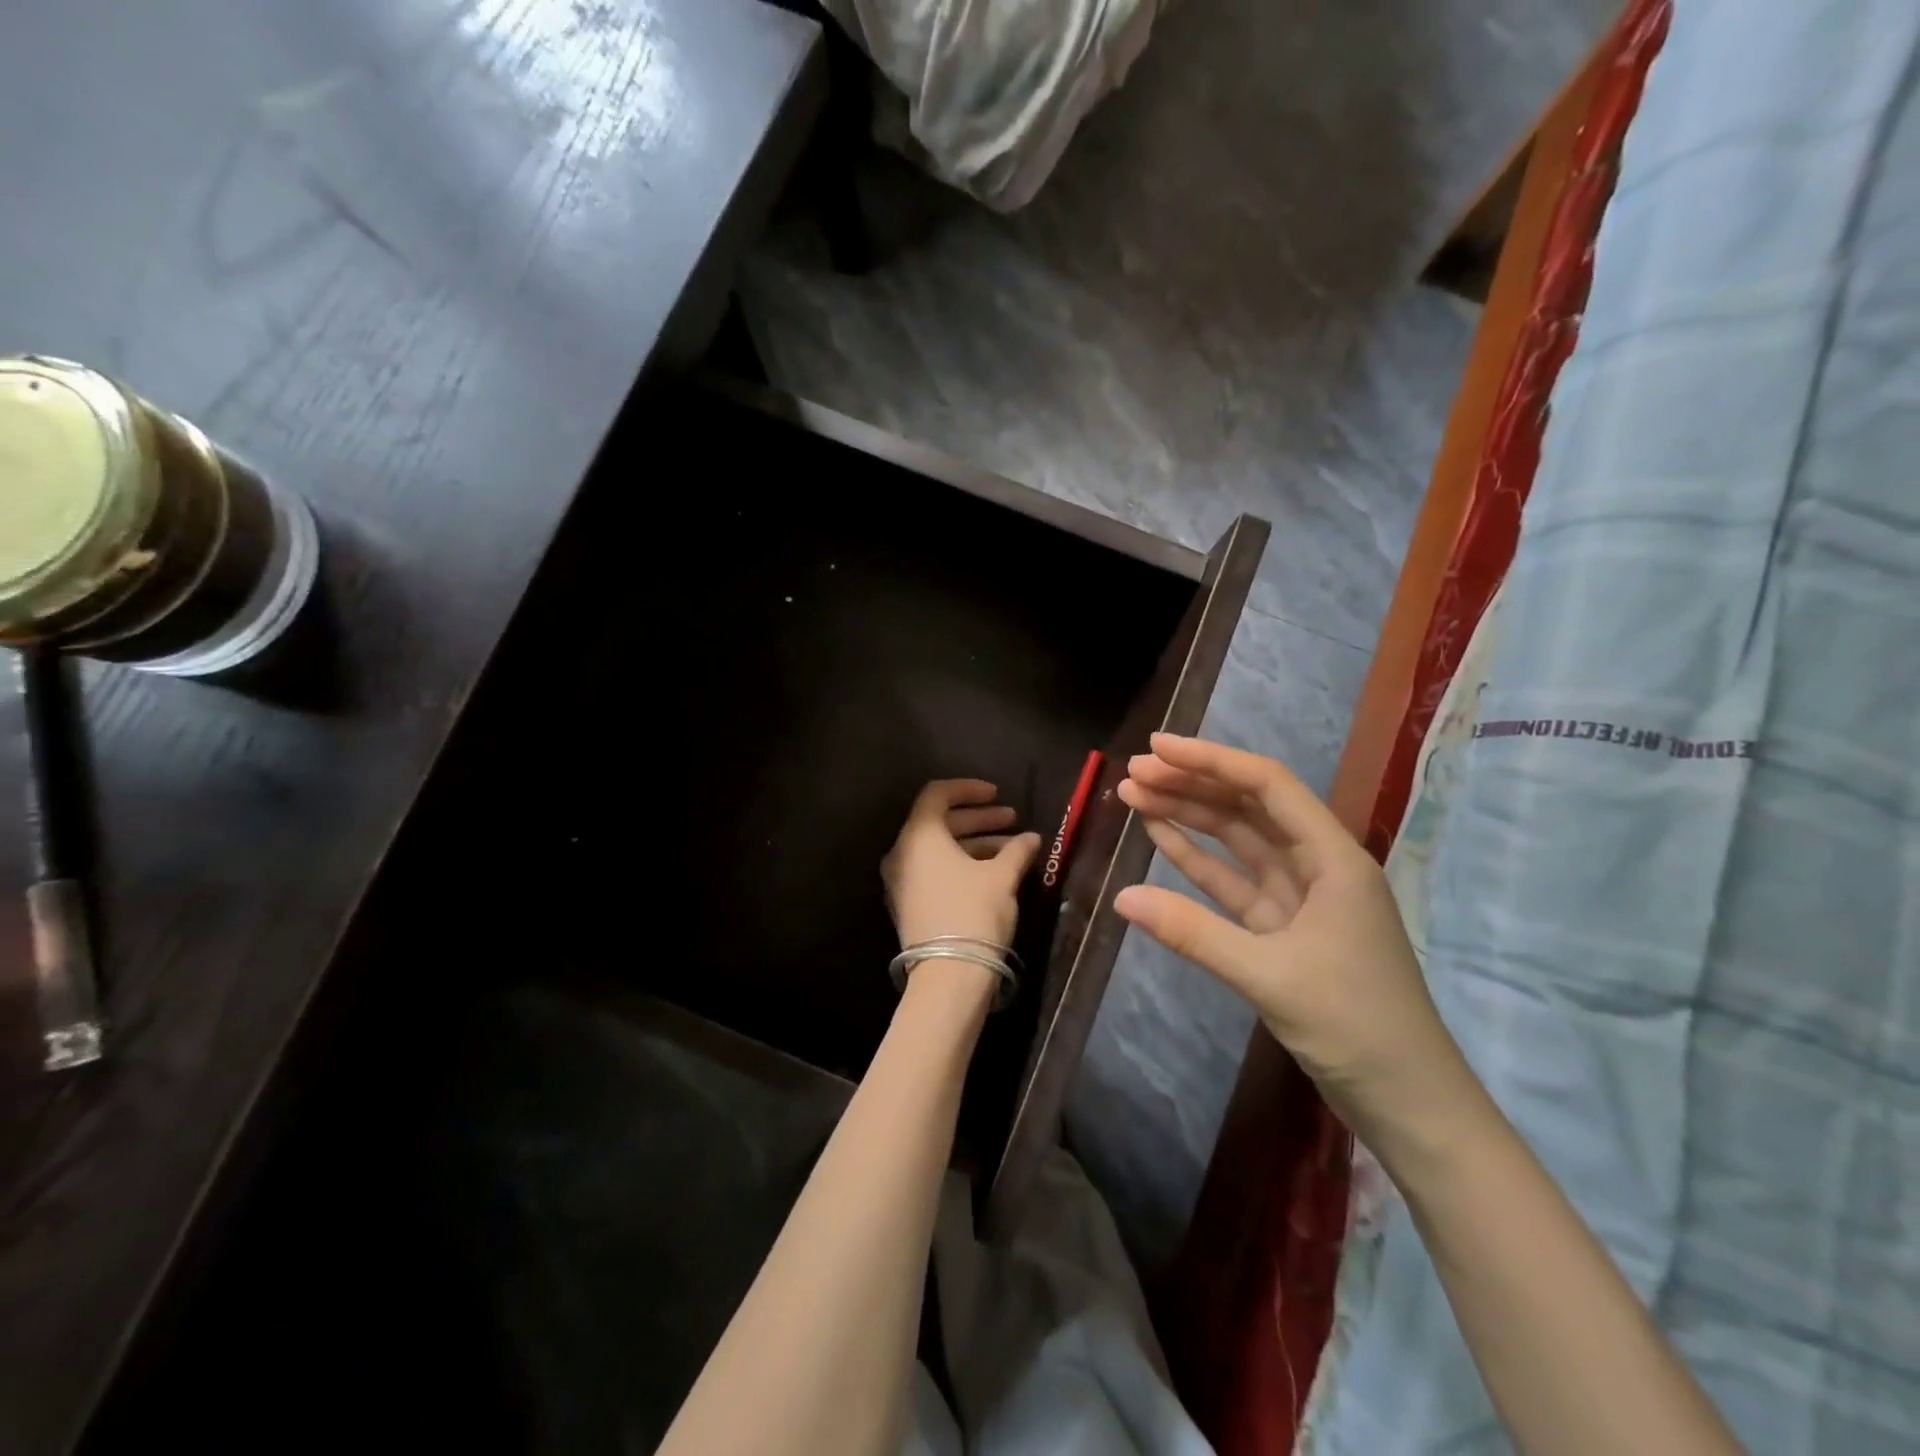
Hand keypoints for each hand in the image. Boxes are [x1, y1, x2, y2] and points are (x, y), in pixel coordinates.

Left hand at [881, 780, 1040, 954]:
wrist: (948, 976)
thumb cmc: (974, 913)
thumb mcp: (1001, 877)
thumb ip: (1016, 850)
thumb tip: (1031, 838)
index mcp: (919, 836)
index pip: (937, 795)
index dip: (968, 789)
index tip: (997, 794)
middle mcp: (902, 853)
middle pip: (939, 822)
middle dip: (978, 818)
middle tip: (1012, 819)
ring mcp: (902, 881)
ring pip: (939, 849)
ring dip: (974, 843)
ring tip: (1012, 848)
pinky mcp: (909, 904)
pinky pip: (934, 870)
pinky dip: (960, 864)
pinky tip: (993, 871)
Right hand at [1114, 734, 1465, 1139]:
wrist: (1407, 1104)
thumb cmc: (1356, 1027)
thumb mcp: (1271, 976)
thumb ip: (1194, 933)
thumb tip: (1122, 898)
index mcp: (1334, 859)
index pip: (1267, 786)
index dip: (1210, 761)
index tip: (1156, 748)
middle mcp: (1317, 866)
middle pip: (1248, 808)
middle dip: (1191, 785)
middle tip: (1133, 773)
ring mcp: (1299, 898)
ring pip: (1237, 842)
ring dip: (1189, 818)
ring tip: (1136, 796)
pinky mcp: (1282, 930)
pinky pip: (1233, 883)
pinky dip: (1197, 862)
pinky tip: (1162, 839)